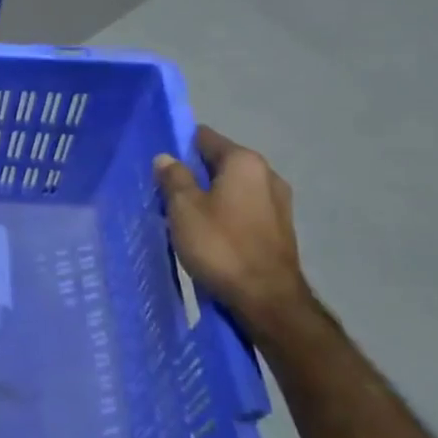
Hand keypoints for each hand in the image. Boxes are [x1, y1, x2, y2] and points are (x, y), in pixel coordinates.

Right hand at [155, 127, 310, 328]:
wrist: (266, 299)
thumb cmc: (220, 245)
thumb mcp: (184, 208)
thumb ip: (173, 178)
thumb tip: (166, 158)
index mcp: (244, 162)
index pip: (205, 137)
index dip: (179, 146)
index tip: (158, 163)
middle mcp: (267, 174)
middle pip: (220, 163)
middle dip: (193, 173)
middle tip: (165, 192)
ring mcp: (278, 202)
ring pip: (232, 188)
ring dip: (208, 195)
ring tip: (183, 215)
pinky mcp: (279, 228)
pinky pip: (243, 209)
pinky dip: (224, 213)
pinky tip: (207, 232)